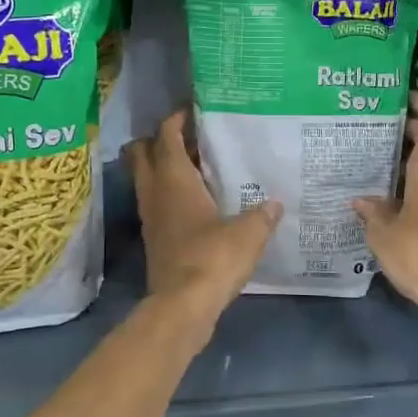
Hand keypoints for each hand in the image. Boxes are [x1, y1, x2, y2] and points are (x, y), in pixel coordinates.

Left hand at [127, 111, 280, 340]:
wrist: (182, 306)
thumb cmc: (212, 258)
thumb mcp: (248, 233)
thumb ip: (262, 215)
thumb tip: (275, 203)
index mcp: (174, 179)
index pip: (166, 136)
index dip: (175, 119)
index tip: (191, 110)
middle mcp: (155, 192)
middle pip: (142, 153)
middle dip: (158, 140)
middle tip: (189, 137)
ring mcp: (151, 217)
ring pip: (147, 180)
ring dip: (163, 168)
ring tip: (197, 167)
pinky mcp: (154, 239)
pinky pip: (157, 204)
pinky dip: (169, 195)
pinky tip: (197, 203)